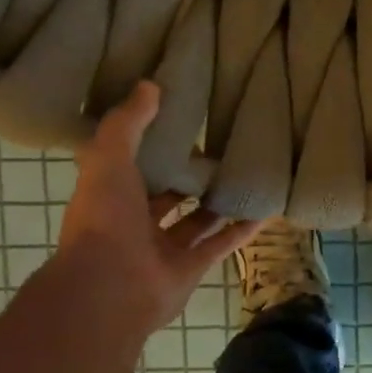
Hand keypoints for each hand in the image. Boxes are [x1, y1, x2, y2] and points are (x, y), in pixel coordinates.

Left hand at [51, 82, 260, 336]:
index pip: (132, 166)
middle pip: (167, 195)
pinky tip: (266, 209)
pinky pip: (221, 243)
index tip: (179, 122)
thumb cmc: (105, 218)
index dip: (152, 146)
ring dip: (218, 202)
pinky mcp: (191, 268)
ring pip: (197, 220)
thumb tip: (150, 84)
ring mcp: (164, 248)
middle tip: (220, 147)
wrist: (111, 288)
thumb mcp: (108, 158)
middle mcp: (135, 222)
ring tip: (246, 174)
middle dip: (188, 176)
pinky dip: (243, 229)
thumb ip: (128, 123)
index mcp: (111, 196)